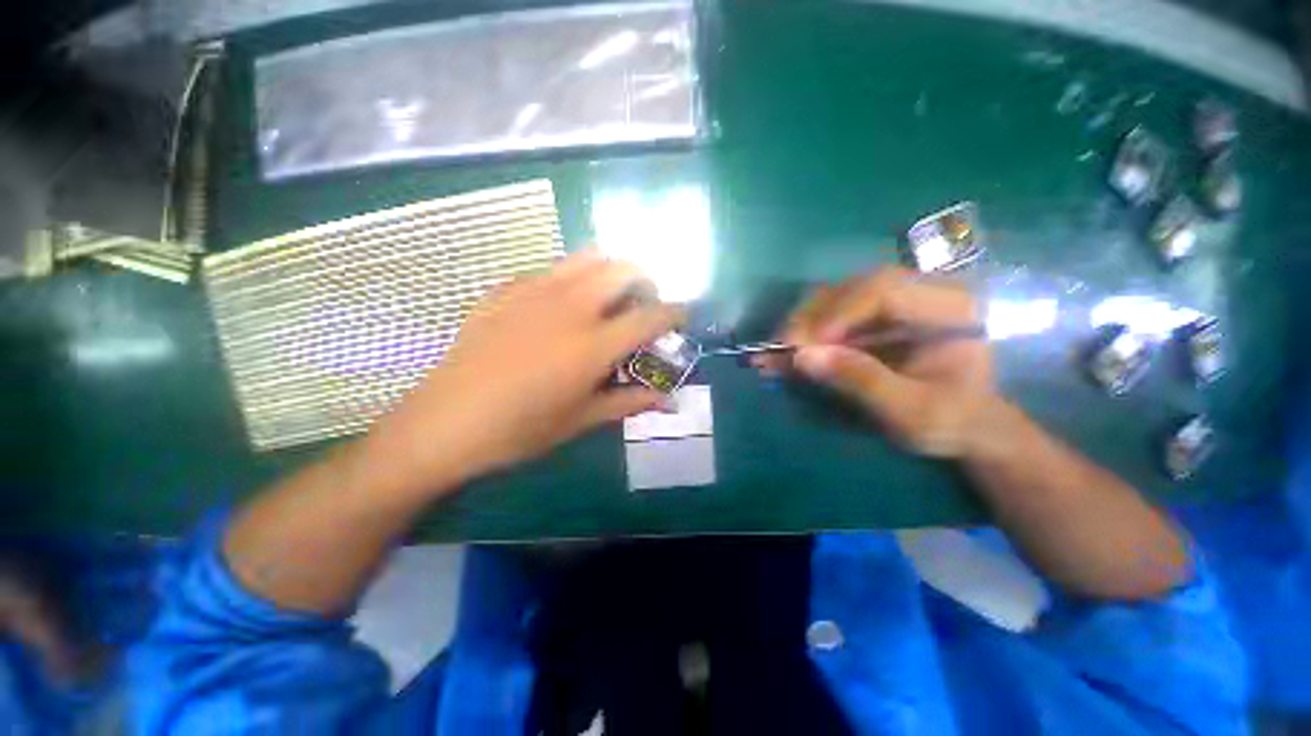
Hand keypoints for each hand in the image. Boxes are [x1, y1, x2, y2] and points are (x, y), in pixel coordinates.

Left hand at [368, 250, 682, 490]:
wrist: (445, 423)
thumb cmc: (520, 430)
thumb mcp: (582, 419)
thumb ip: (629, 402)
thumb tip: (667, 399)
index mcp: (593, 343)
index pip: (650, 316)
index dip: (674, 313)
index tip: (681, 316)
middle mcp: (570, 306)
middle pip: (623, 269)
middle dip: (644, 281)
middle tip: (641, 305)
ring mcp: (534, 292)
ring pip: (587, 257)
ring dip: (609, 271)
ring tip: (606, 297)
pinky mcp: (506, 290)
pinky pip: (549, 270)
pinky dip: (569, 279)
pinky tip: (559, 306)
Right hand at [762, 267, 992, 456]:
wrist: (967, 424)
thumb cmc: (952, 420)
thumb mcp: (912, 412)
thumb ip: (862, 382)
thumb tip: (803, 357)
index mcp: (949, 306)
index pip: (884, 289)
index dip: (838, 313)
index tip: (804, 347)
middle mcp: (920, 290)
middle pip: (853, 288)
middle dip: (811, 319)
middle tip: (780, 350)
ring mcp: (895, 300)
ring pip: (836, 298)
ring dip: (802, 325)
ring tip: (777, 354)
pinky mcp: (875, 315)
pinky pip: (832, 314)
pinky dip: (806, 334)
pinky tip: (787, 352)